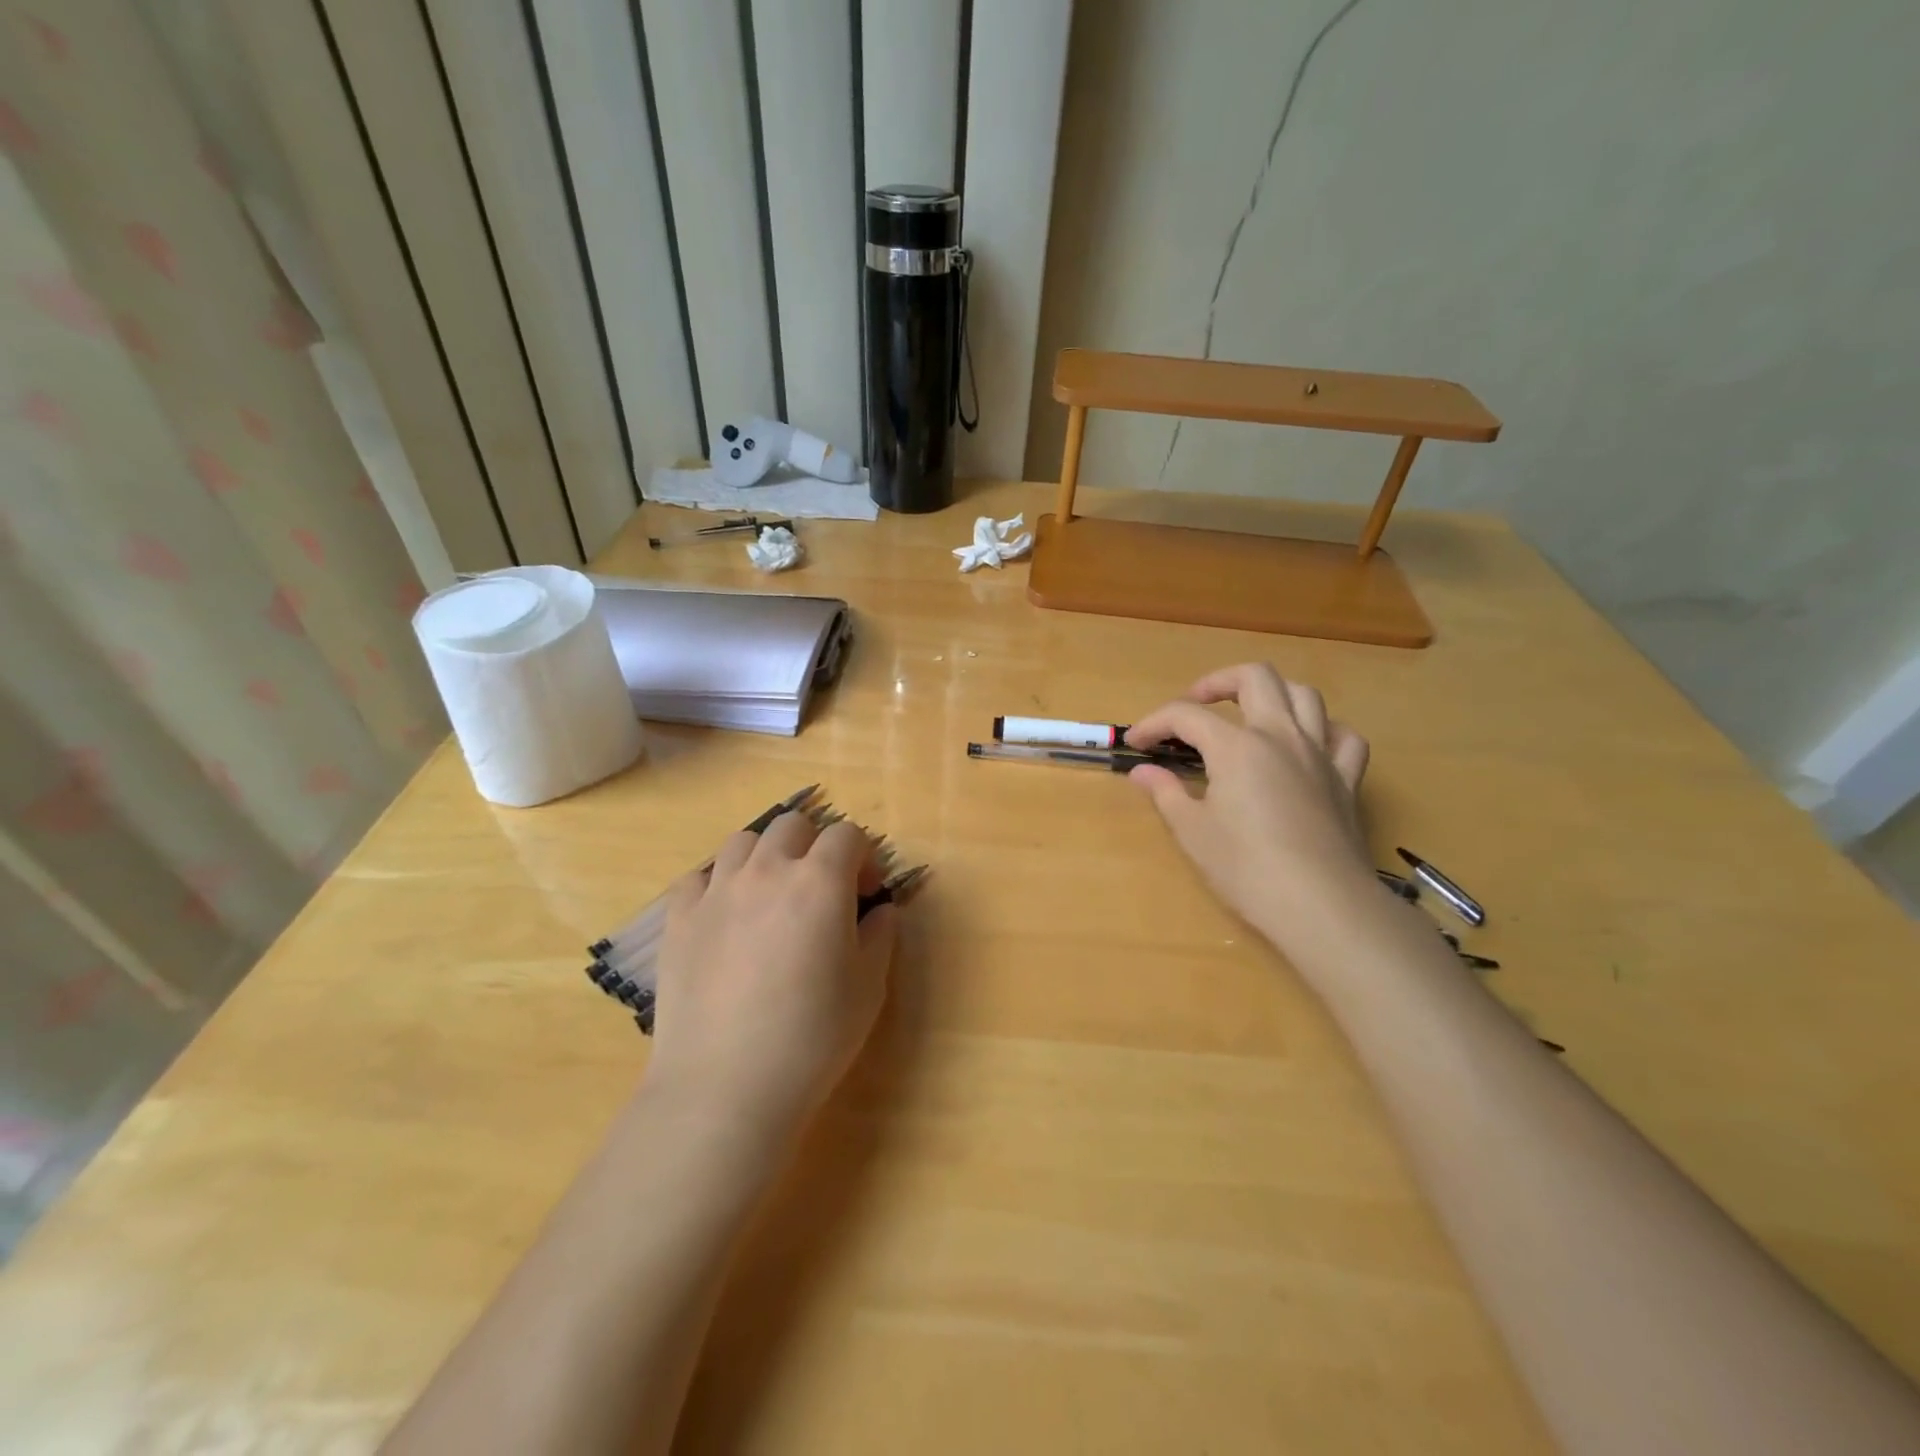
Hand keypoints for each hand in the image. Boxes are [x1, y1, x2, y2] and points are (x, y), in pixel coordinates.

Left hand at [644, 813, 896, 1148]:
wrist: (725, 1086)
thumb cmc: (812, 1038)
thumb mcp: (869, 988)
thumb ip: (880, 936)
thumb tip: (880, 910)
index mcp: (820, 882)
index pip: (847, 835)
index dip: (864, 856)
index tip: (865, 893)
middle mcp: (767, 871)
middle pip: (793, 826)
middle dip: (815, 845)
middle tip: (821, 890)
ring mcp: (716, 890)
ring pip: (743, 841)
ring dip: (766, 856)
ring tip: (771, 897)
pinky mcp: (678, 918)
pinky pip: (699, 876)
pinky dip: (718, 883)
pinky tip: (726, 917)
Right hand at [1127, 664, 1373, 955]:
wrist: (1321, 905)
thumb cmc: (1247, 869)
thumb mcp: (1193, 832)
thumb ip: (1166, 793)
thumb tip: (1143, 772)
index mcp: (1237, 747)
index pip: (1186, 716)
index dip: (1154, 723)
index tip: (1136, 743)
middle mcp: (1280, 736)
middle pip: (1255, 678)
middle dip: (1218, 682)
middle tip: (1195, 705)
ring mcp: (1319, 755)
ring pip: (1304, 695)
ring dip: (1272, 695)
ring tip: (1250, 715)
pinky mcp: (1346, 780)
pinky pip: (1343, 737)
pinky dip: (1323, 731)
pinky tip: (1307, 746)